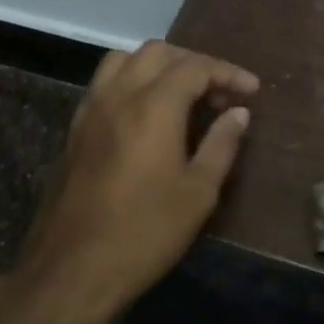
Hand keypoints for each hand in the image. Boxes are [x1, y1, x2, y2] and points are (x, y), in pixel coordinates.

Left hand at [16, 41, 256, 318]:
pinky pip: (105, 83)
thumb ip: (221, 144)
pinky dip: (132, 81)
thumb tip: (238, 112)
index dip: (228, 72)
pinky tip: (147, 114)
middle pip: (158, 53)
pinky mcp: (74, 129)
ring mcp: (90, 110)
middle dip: (194, 64)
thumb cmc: (145, 233)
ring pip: (124, 60)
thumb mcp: (198, 193)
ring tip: (183, 95)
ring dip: (159, 66)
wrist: (72, 269)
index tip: (252, 90)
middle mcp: (118, 96)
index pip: (195, 67)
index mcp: (153, 107)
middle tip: (220, 94)